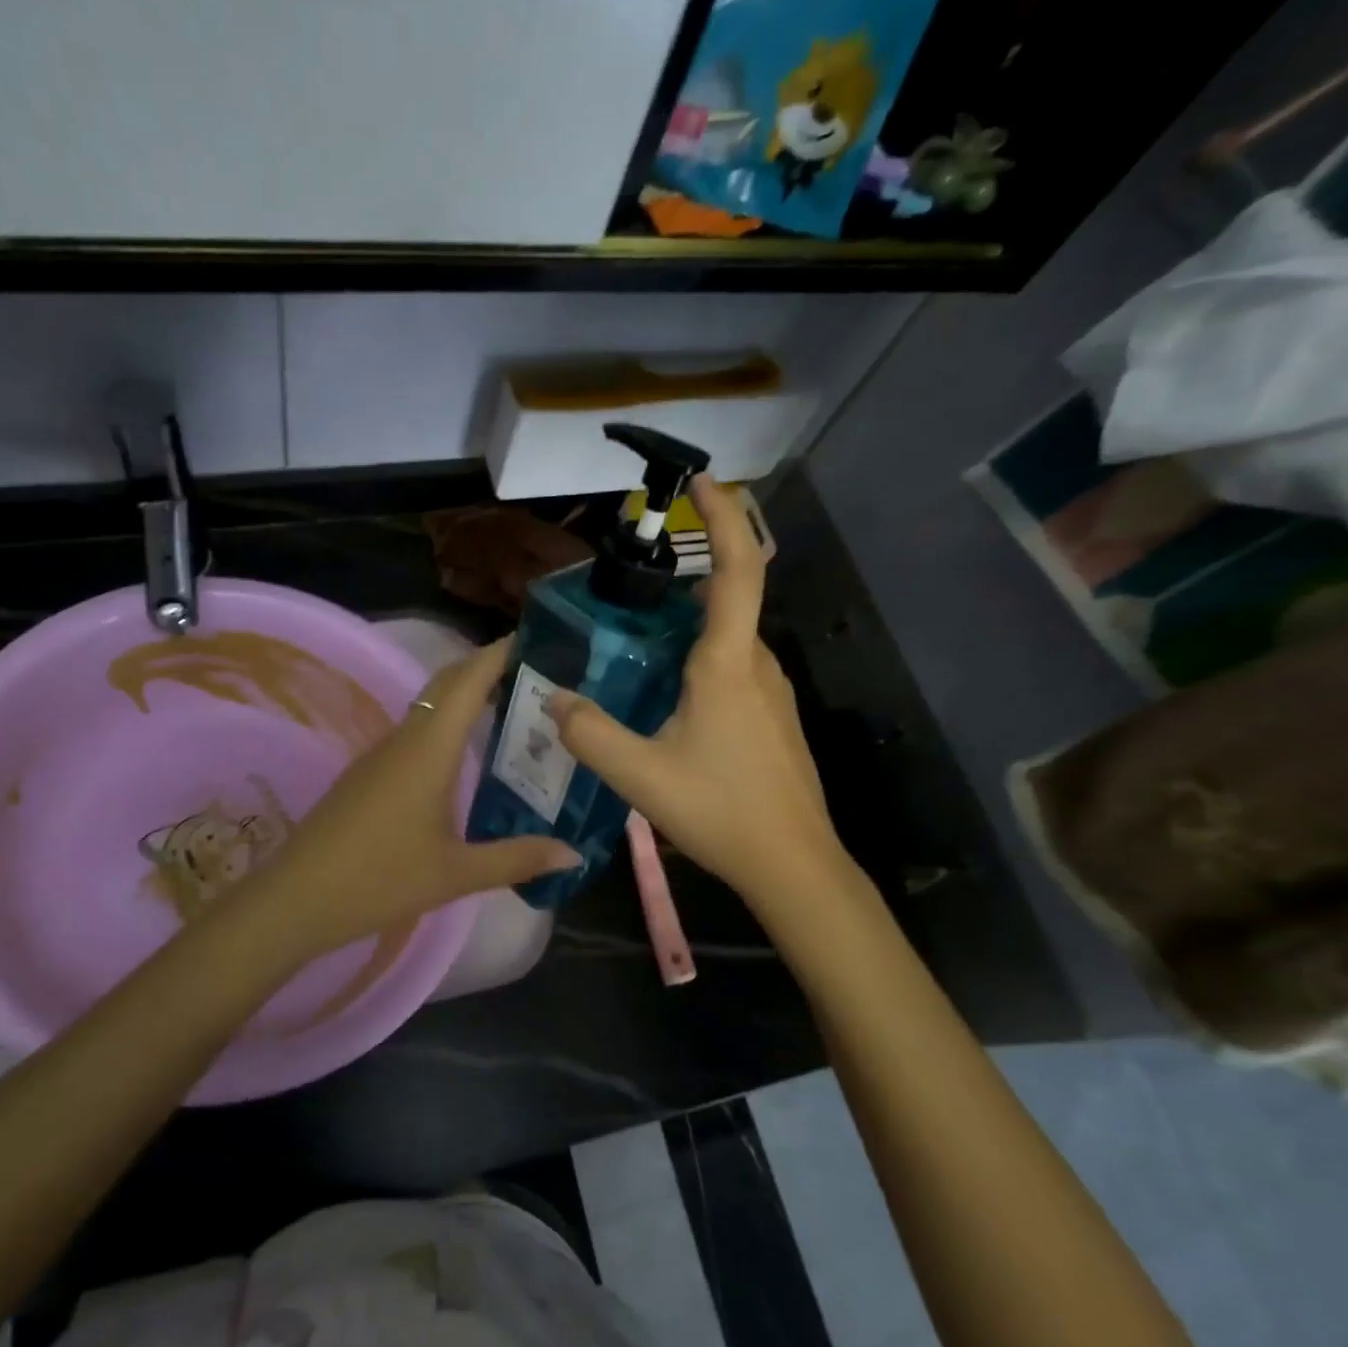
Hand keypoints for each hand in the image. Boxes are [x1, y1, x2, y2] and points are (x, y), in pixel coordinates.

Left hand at [207, 638, 578, 967]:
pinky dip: (447, 726)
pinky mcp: (368, 774)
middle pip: (448, 684)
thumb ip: (517, 859)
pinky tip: (465, 757)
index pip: (469, 680)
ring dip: (467, 697)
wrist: (297, 898)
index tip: (540, 639)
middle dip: (488, 668)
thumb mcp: (456, 873)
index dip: (501, 653)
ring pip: (430, 708)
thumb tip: (574, 853)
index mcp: (429, 748)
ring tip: (513, 709)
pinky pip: (416, 733)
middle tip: (538, 674)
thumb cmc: (380, 879)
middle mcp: (404, 739)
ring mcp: (381, 755)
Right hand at [549, 473, 849, 903]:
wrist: (793, 864)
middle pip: (728, 597)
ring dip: (690, 620)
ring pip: (728, 636)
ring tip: (636, 636)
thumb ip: (590, 732)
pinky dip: (699, 655)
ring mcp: (770, 692)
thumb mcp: (639, 774)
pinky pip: (733, 666)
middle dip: (687, 573)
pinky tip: (665, 690)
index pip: (736, 569)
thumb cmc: (720, 811)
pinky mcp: (771, 717)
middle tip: (630, 580)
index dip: (722, 517)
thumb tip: (554, 698)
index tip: (699, 481)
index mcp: (728, 664)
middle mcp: (756, 665)